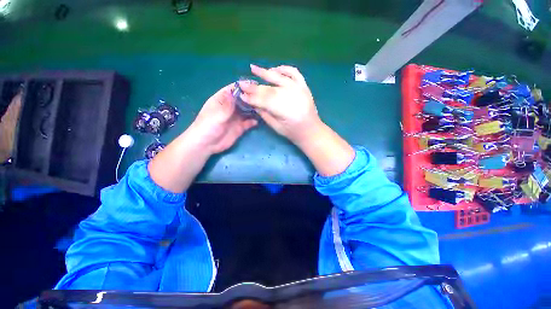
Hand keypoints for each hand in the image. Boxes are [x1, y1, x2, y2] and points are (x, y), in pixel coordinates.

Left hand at [191, 83, 257, 153]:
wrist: (206, 145)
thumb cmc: (207, 127)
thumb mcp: (216, 115)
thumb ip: (228, 105)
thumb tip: (236, 91)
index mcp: (222, 100)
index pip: (233, 89)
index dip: (243, 86)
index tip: (255, 85)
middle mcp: (230, 107)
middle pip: (243, 99)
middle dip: (252, 98)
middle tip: (263, 97)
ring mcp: (236, 118)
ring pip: (247, 111)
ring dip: (254, 109)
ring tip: (264, 108)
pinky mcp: (240, 127)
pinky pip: (249, 123)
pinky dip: (254, 121)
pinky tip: (258, 121)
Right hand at [241, 64, 354, 176]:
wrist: (311, 130)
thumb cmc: (293, 132)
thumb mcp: (276, 127)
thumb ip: (264, 113)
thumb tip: (252, 102)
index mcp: (285, 110)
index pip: (264, 100)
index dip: (251, 97)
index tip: (240, 94)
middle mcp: (292, 96)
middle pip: (269, 89)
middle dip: (254, 87)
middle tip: (242, 83)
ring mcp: (299, 88)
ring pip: (279, 77)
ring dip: (265, 72)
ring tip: (253, 68)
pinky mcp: (304, 85)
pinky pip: (293, 72)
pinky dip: (284, 69)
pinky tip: (274, 69)